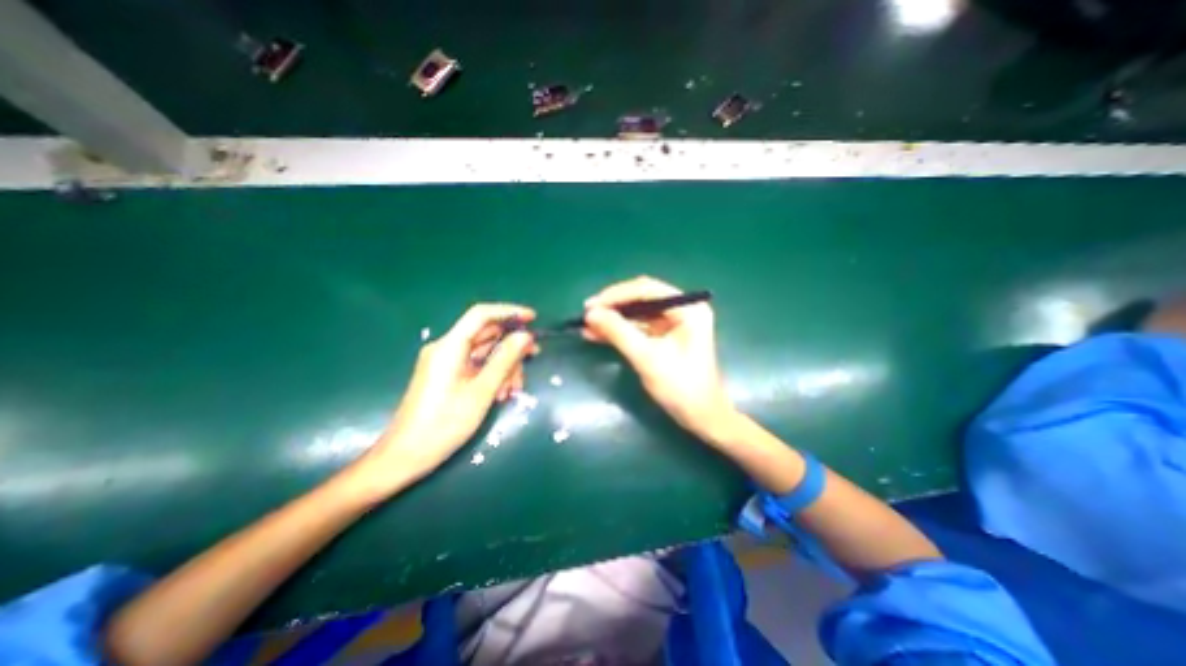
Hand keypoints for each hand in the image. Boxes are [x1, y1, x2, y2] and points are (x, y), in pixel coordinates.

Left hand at [356, 304, 537, 490]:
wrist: (406, 456)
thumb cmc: (444, 424)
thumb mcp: (482, 391)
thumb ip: (505, 360)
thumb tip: (525, 336)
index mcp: (450, 346)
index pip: (481, 315)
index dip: (509, 312)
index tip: (533, 318)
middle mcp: (447, 348)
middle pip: (486, 335)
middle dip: (511, 347)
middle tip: (533, 358)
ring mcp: (446, 362)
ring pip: (484, 353)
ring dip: (504, 366)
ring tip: (513, 390)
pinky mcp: (447, 375)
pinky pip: (476, 366)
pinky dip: (492, 375)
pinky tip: (501, 394)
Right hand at [583, 277, 739, 440]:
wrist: (701, 418)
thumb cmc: (680, 387)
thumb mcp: (647, 358)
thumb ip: (618, 332)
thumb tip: (591, 313)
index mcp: (687, 309)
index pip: (647, 290)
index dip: (616, 295)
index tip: (592, 305)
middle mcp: (682, 310)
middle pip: (641, 299)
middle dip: (613, 307)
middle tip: (587, 314)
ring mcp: (674, 323)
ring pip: (637, 314)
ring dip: (613, 319)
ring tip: (587, 326)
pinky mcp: (666, 337)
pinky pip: (639, 328)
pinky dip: (620, 331)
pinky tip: (598, 335)